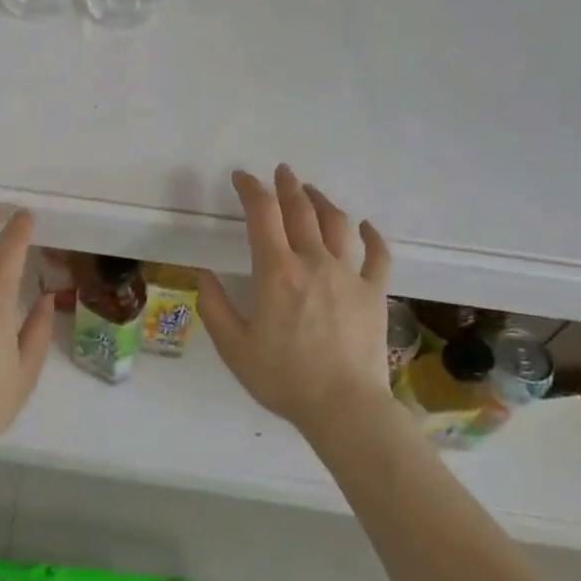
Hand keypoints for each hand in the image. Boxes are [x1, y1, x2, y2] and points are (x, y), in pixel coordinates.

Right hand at [197, 166, 392, 432]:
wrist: (344, 408)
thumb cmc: (284, 378)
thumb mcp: (234, 347)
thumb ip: (213, 306)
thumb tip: (203, 273)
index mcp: (276, 271)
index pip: (262, 214)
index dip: (251, 189)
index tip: (242, 177)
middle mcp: (314, 261)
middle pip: (301, 210)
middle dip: (287, 186)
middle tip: (281, 172)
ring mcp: (349, 275)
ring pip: (337, 223)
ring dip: (322, 201)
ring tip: (311, 192)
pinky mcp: (375, 292)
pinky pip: (377, 255)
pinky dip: (371, 236)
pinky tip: (365, 226)